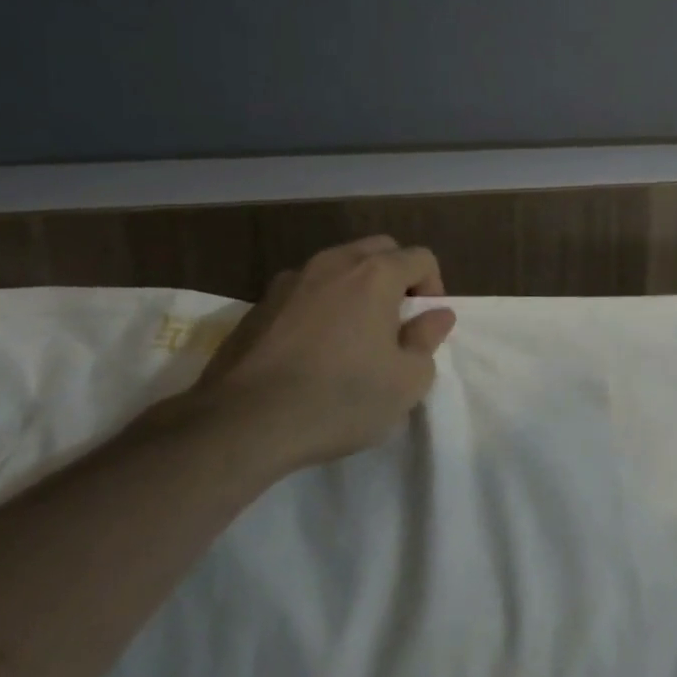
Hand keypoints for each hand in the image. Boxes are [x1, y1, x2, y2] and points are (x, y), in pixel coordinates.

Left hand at [191, 236, 455, 467]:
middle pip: (379, 250)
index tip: (424, 326)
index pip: (421, 258)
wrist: (239, 426)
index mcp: (376, 274)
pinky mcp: (256, 307)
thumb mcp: (406, 382)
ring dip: (354, 290)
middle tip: (394, 322)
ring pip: (337, 268)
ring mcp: (289, 282)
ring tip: (351, 336)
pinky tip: (310, 351)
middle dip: (396, 277)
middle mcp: (333, 264)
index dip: (433, 287)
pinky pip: (303, 293)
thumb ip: (428, 340)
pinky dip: (318, 308)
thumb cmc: (338, 399)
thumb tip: (436, 315)